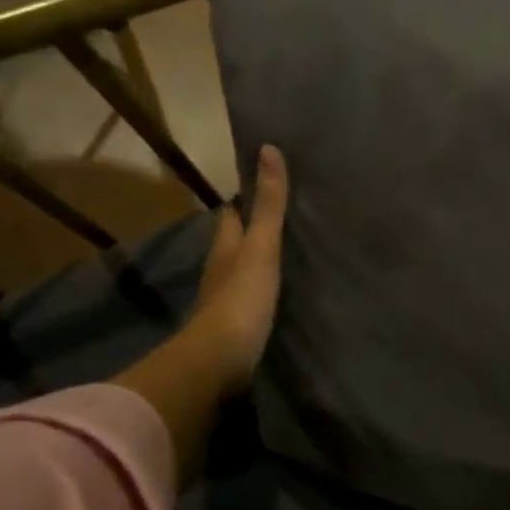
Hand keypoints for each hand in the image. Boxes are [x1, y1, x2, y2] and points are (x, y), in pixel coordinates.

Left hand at [187, 143, 289, 394]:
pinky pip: (251, 298)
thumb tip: (268, 149)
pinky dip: (263, 289)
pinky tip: (282, 292)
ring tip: (289, 253)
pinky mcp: (236, 326)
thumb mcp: (261, 245)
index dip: (244, 199)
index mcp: (225, 246)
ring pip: (243, 270)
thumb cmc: (241, 297)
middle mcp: (220, 269)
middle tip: (285, 219)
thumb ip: (269, 205)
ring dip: (258, 261)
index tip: (264, 186)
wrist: (220, 360)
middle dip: (253, 230)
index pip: (231, 214)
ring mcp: (226, 300)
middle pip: (235, 241)